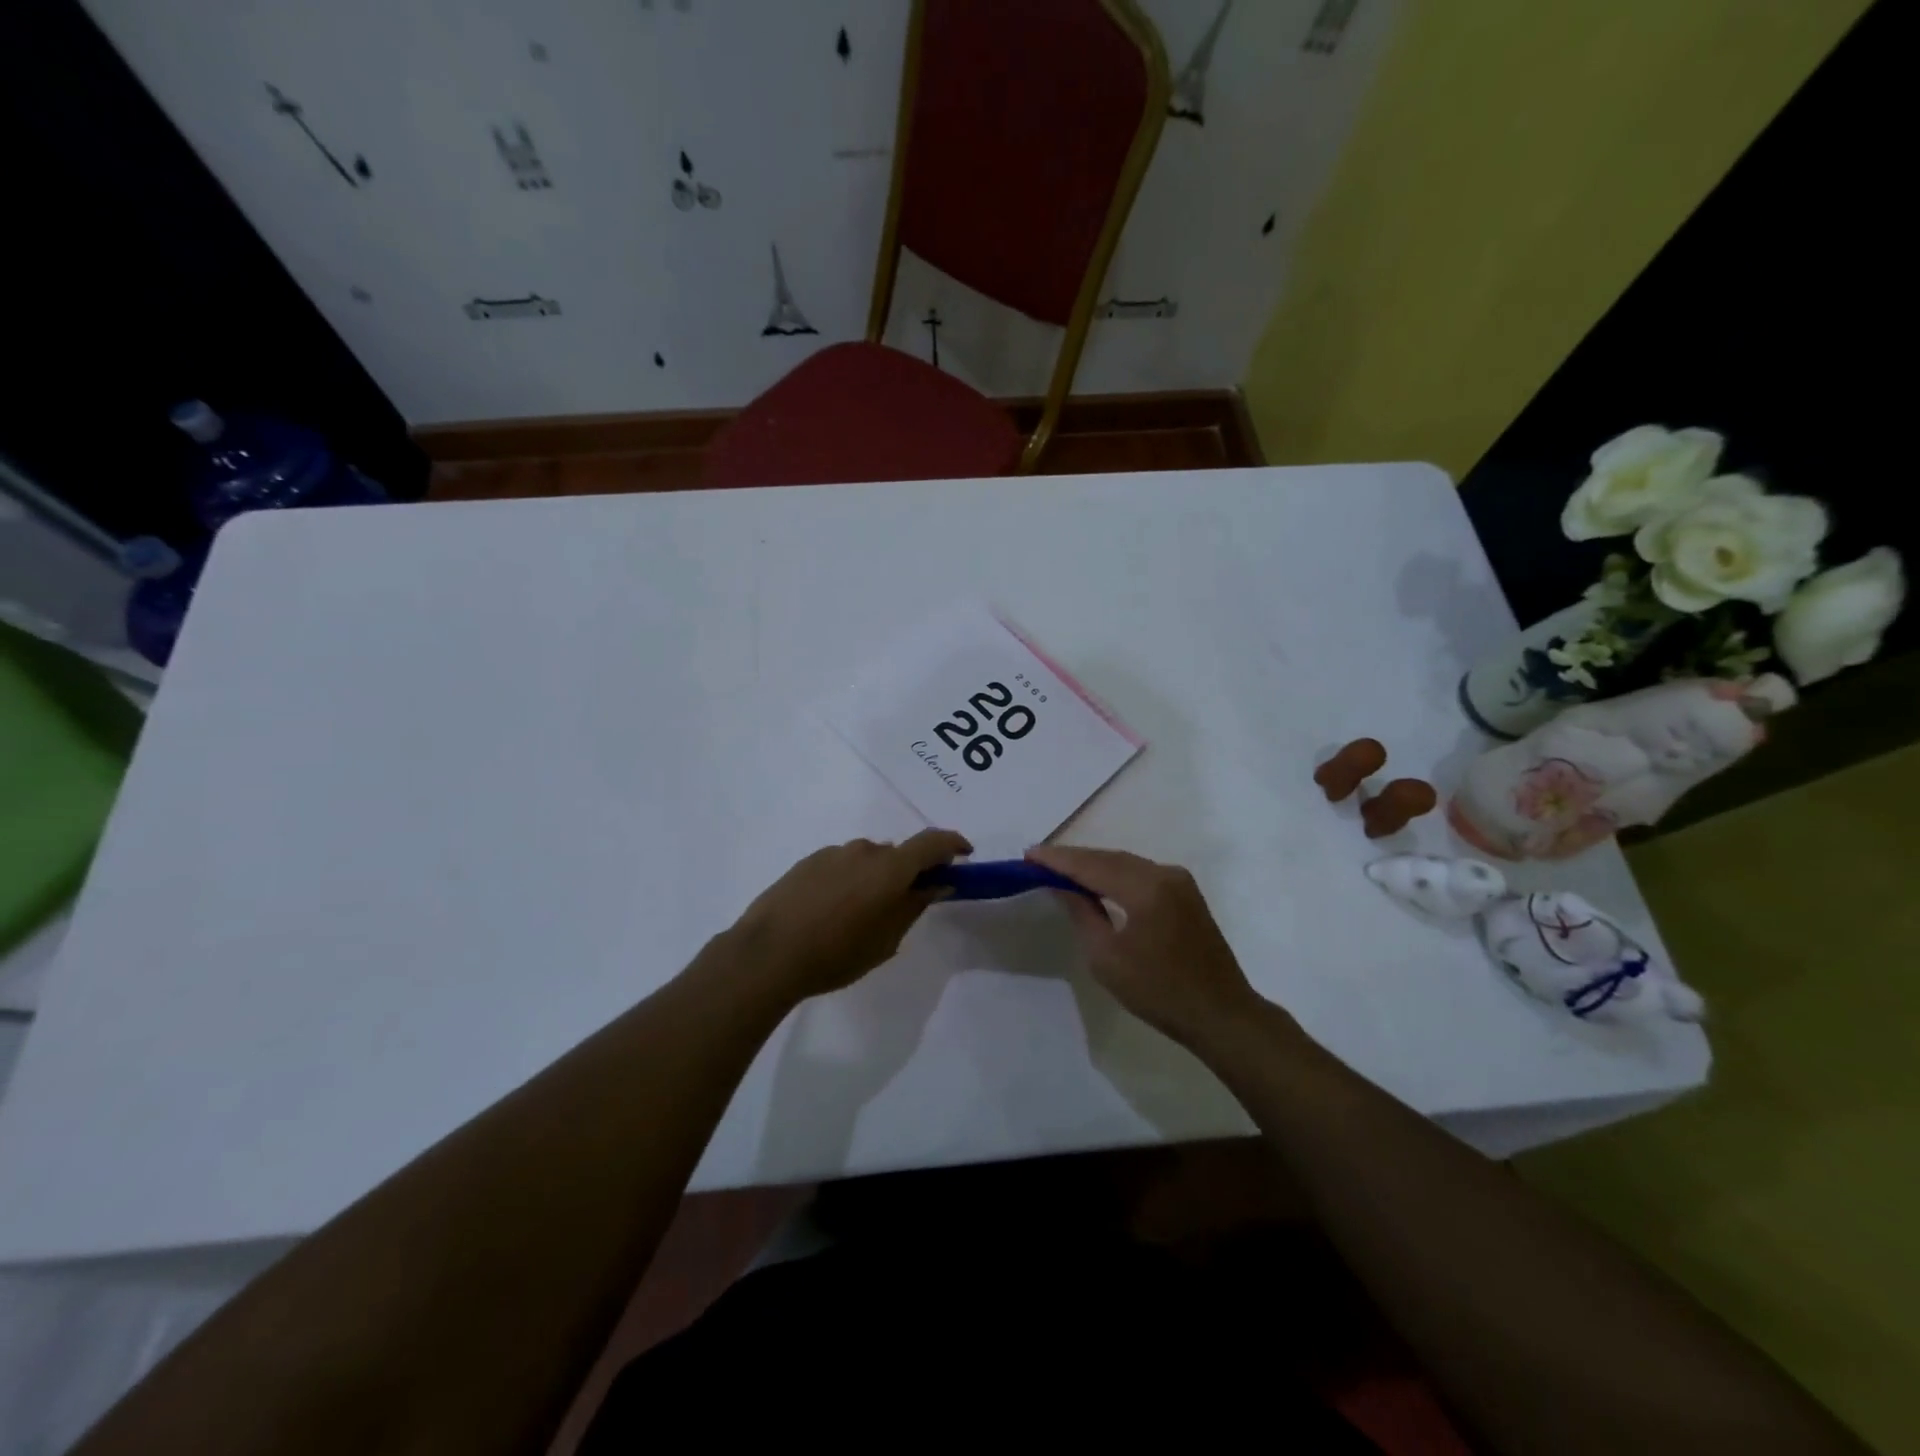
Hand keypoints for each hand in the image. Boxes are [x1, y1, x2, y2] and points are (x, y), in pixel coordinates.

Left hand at [729, 830, 971, 1002]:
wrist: (767, 954)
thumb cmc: (837, 953)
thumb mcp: (886, 939)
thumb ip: (915, 905)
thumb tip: (936, 883)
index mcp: (889, 867)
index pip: (932, 842)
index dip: (953, 844)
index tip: (964, 855)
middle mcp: (863, 850)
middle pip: (897, 854)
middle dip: (907, 873)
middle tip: (905, 904)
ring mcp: (832, 854)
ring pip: (867, 860)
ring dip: (875, 878)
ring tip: (861, 915)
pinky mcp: (807, 863)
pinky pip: (841, 866)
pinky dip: (849, 881)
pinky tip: (832, 912)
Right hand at [1027, 845, 1262, 1046]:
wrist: (1220, 1014)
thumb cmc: (1159, 992)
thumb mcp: (1107, 958)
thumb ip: (1083, 914)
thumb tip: (1064, 887)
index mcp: (1145, 888)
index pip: (1092, 865)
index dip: (1058, 859)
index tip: (1029, 855)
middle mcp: (1164, 873)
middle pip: (1110, 858)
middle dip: (1074, 858)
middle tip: (1039, 860)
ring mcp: (1179, 881)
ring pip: (1126, 863)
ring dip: (1094, 865)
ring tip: (1061, 868)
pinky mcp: (1186, 893)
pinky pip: (1141, 873)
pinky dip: (1115, 873)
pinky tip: (1097, 880)